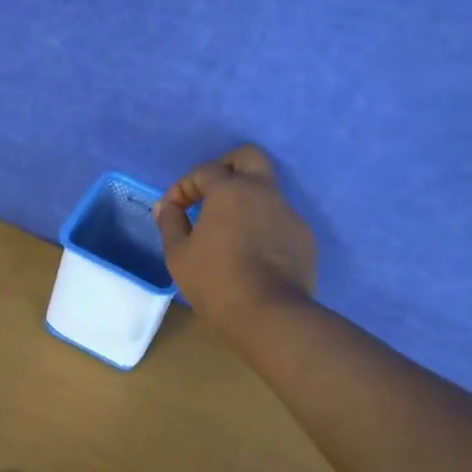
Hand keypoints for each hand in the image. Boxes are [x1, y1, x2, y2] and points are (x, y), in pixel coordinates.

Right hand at [153, 145, 317, 326]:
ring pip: (268, 190)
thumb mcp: (179, 254)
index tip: (173, 210)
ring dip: (247, 200)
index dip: (183, 187)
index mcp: (230, 190)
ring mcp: (289, 213)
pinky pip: (280, 219)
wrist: (270, 314)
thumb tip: (167, 206)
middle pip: (249, 157)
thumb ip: (170, 223)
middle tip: (210, 193)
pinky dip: (263, 225)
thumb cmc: (216, 280)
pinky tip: (253, 252)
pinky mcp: (304, 237)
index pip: (204, 172)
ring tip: (230, 229)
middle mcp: (264, 191)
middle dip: (226, 167)